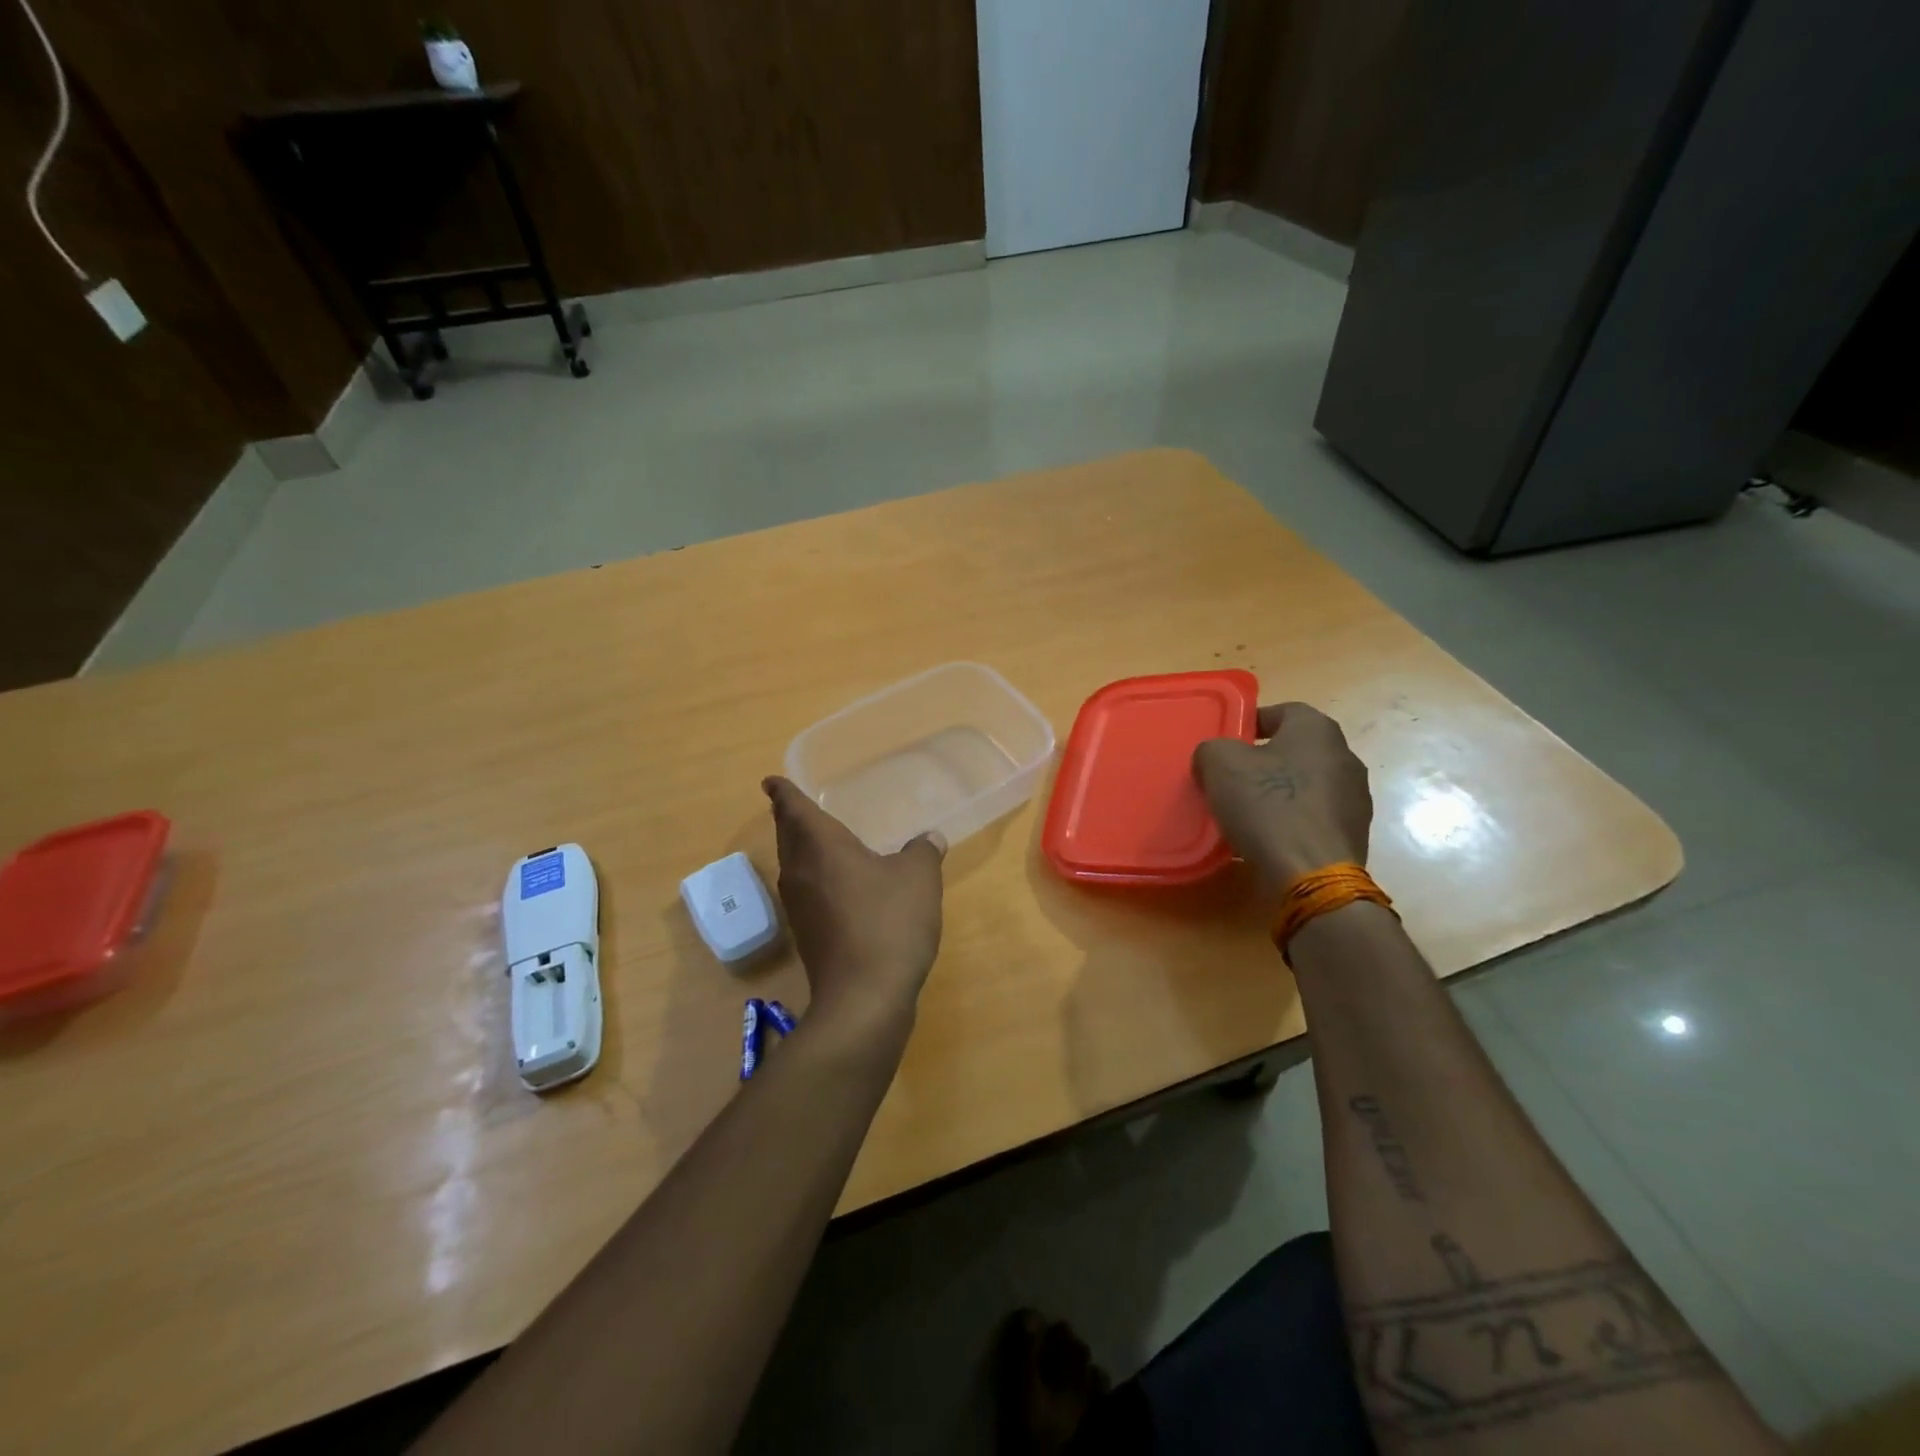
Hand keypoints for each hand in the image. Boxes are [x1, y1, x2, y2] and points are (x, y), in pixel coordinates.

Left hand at [762, 777, 945, 1031]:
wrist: (864, 998)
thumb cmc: (889, 923)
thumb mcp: (918, 879)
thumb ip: (922, 851)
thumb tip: (929, 838)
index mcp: (821, 847)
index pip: (794, 809)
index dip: (784, 793)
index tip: (771, 781)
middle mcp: (801, 872)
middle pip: (788, 837)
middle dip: (788, 818)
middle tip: (791, 805)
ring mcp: (800, 908)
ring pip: (793, 866)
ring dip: (798, 849)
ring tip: (814, 839)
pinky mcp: (808, 936)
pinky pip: (805, 892)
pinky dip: (813, 878)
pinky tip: (836, 885)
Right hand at [1191, 703, 1372, 889]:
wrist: (1311, 874)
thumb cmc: (1267, 804)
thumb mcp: (1219, 764)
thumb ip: (1212, 749)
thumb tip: (1215, 758)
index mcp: (1317, 730)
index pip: (1282, 711)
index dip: (1251, 723)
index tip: (1227, 742)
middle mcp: (1344, 756)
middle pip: (1295, 750)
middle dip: (1262, 761)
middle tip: (1230, 778)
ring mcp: (1354, 798)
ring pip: (1304, 785)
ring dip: (1278, 793)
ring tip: (1245, 813)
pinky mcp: (1352, 834)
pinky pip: (1312, 817)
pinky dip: (1290, 822)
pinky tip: (1266, 838)